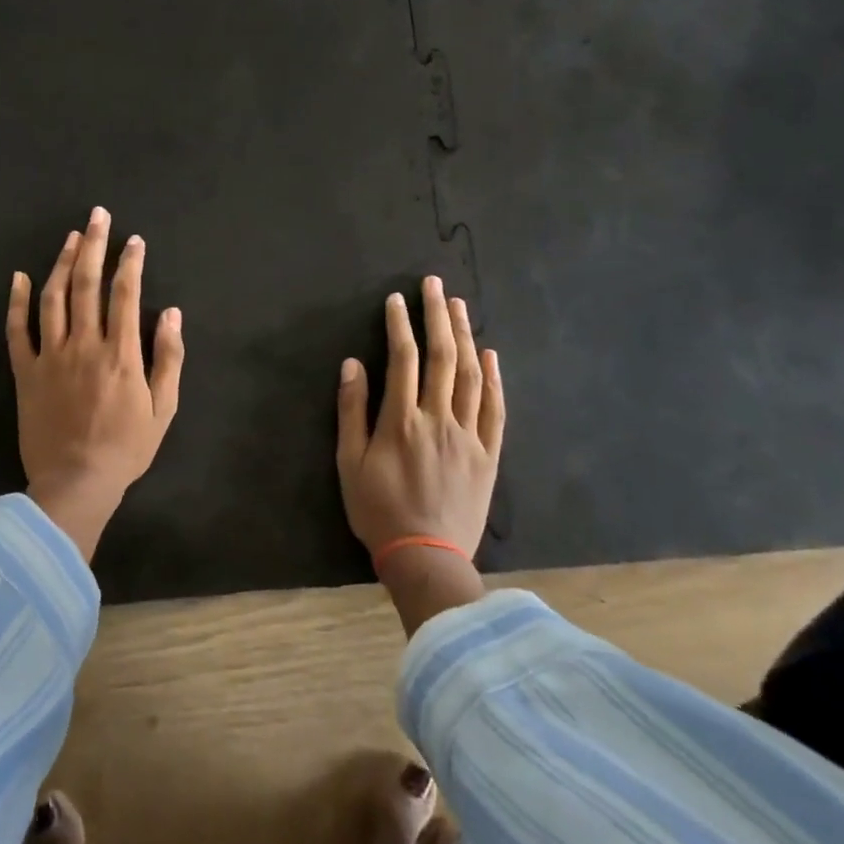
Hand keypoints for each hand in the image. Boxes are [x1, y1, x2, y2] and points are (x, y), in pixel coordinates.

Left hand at [7, 207, 184, 561]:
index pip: (126, 294)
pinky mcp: (25, 373)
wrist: (75, 484)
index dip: (131, 262)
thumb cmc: (126, 448)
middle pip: (87, 284)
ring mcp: (50, 357)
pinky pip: (17, 331)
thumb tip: (173, 313)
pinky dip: (17, 302)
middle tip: (97, 215)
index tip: (134, 240)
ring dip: (61, 263)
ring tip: (70, 237)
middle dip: (94, 245)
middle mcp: (84, 345)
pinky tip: (20, 276)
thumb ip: (169, 358)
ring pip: (53, 298)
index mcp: (120, 353)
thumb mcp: (163, 409)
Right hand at [337, 278, 504, 634]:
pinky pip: (495, 410)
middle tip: (435, 285)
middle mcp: (438, 419)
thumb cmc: (378, 510)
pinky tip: (490, 355)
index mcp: (401, 420)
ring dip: (464, 337)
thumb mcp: (348, 463)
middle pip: (441, 357)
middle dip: (437, 316)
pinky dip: (493, 379)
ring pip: (469, 376)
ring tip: (459, 306)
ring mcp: (468, 436)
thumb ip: (351, 411)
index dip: (399, 325)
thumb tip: (353, 363)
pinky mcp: (489, 454)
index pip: (402, 359)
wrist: (426, 558)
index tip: (397, 299)